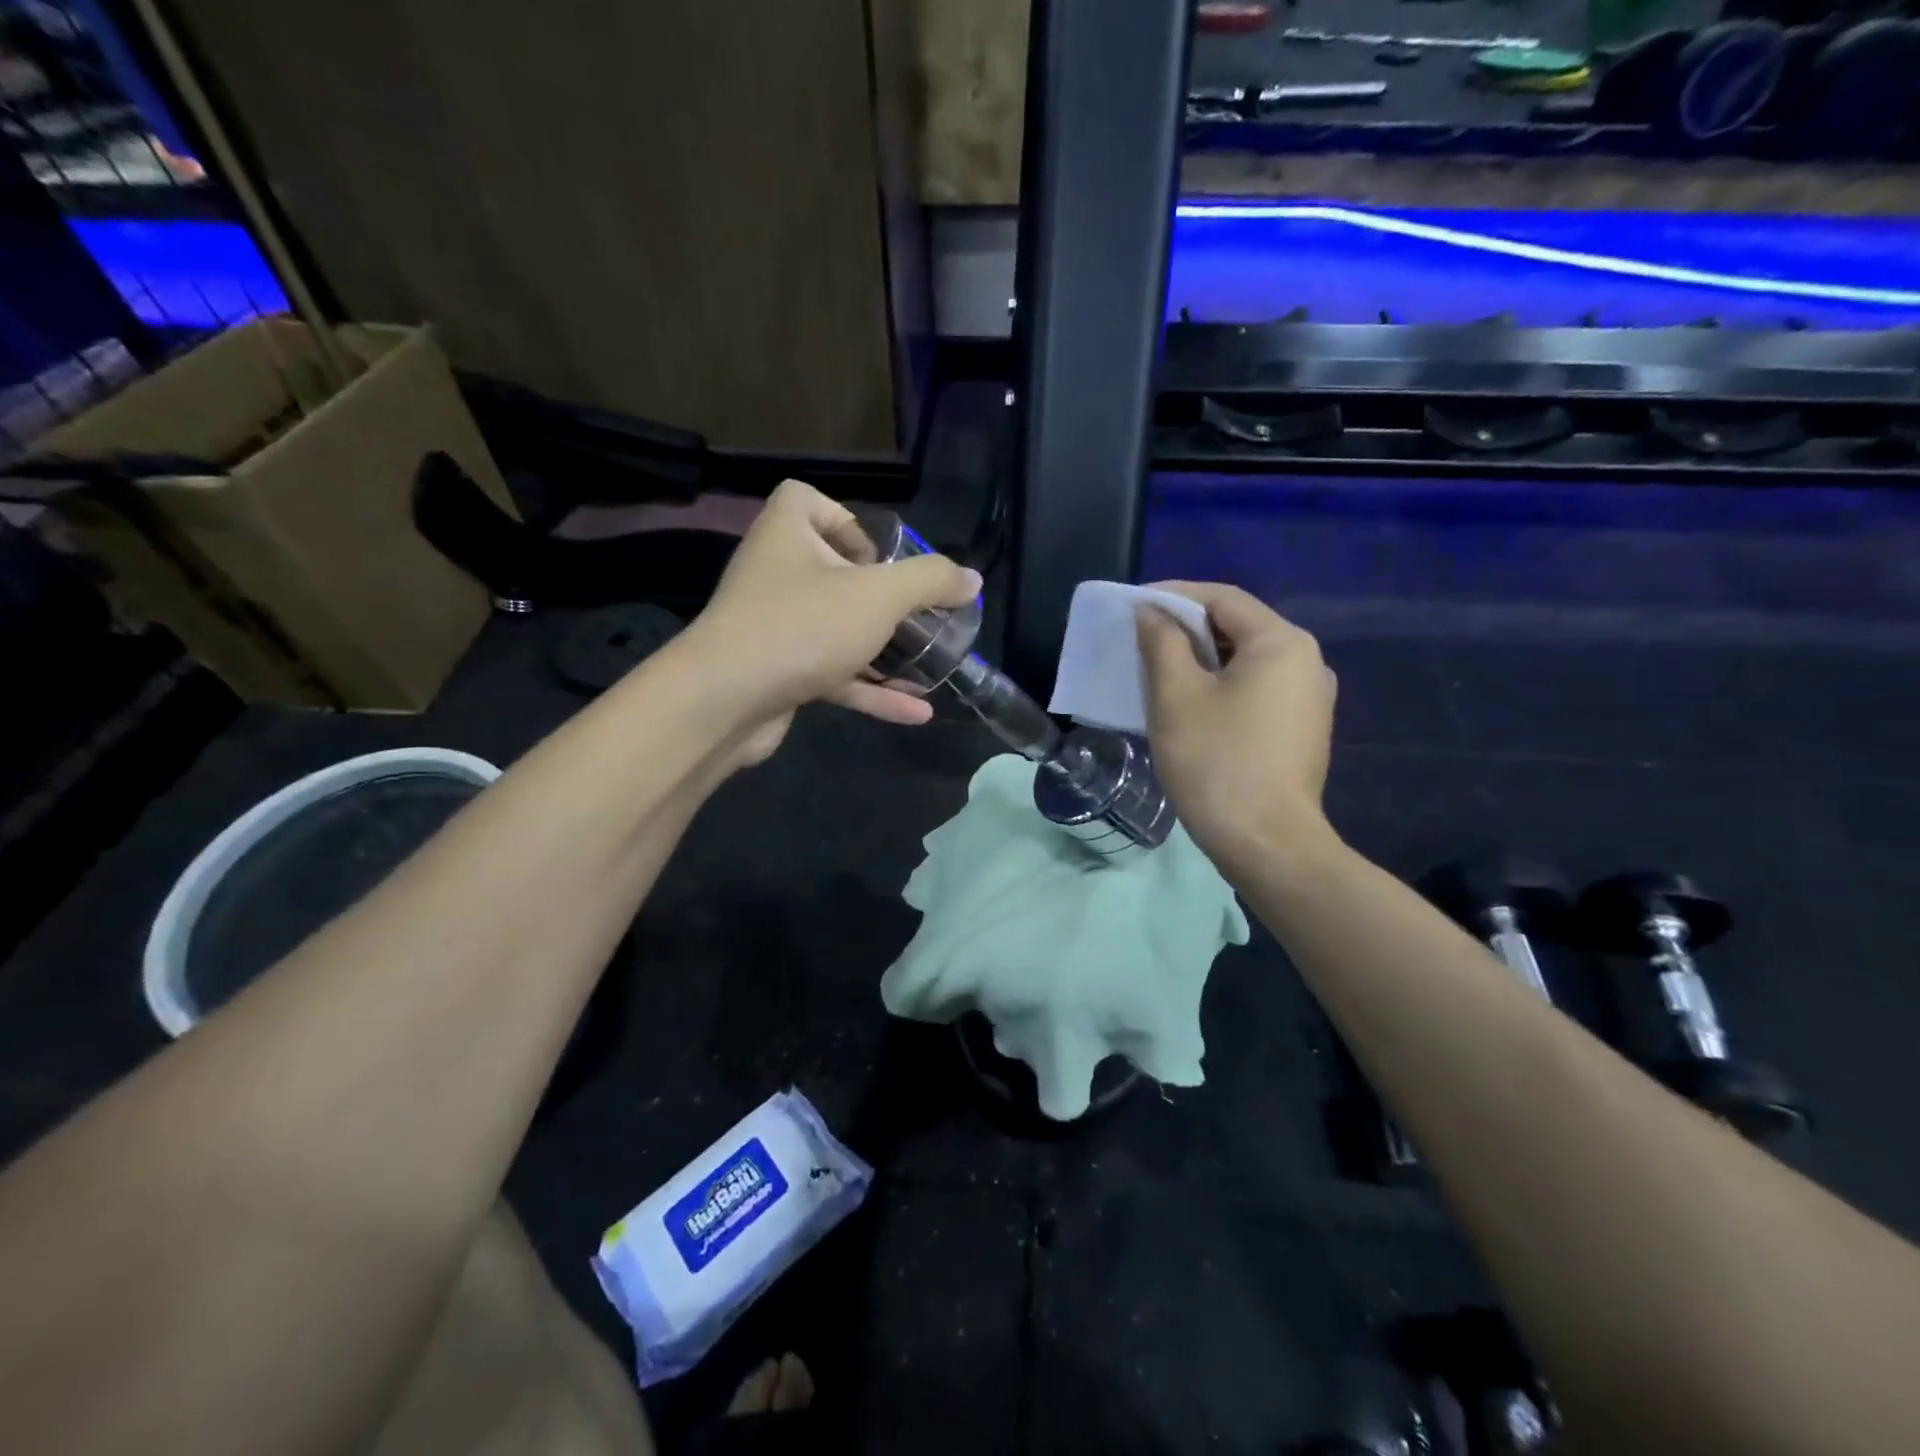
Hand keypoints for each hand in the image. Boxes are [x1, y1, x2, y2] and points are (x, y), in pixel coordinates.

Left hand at [678, 480, 980, 764]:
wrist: (726, 701)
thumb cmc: (804, 625)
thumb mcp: (879, 595)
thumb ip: (930, 581)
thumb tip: (971, 579)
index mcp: (788, 534)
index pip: (806, 499)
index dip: (846, 519)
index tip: (880, 555)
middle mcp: (776, 574)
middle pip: (833, 570)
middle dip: (881, 596)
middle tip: (919, 614)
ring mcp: (775, 627)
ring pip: (837, 629)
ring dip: (884, 650)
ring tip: (930, 665)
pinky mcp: (779, 673)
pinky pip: (833, 673)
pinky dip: (871, 689)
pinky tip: (917, 711)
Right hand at [1136, 583, 1337, 870]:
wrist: (1267, 844)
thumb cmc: (1217, 762)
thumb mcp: (1176, 696)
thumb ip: (1162, 643)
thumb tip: (1151, 613)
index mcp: (1282, 642)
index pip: (1221, 598)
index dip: (1173, 595)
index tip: (1132, 605)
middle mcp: (1307, 660)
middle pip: (1238, 626)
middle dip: (1186, 628)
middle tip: (1140, 639)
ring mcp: (1310, 697)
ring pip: (1246, 660)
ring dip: (1201, 658)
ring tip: (1158, 670)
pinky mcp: (1303, 728)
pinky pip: (1256, 689)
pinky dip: (1221, 685)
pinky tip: (1191, 703)